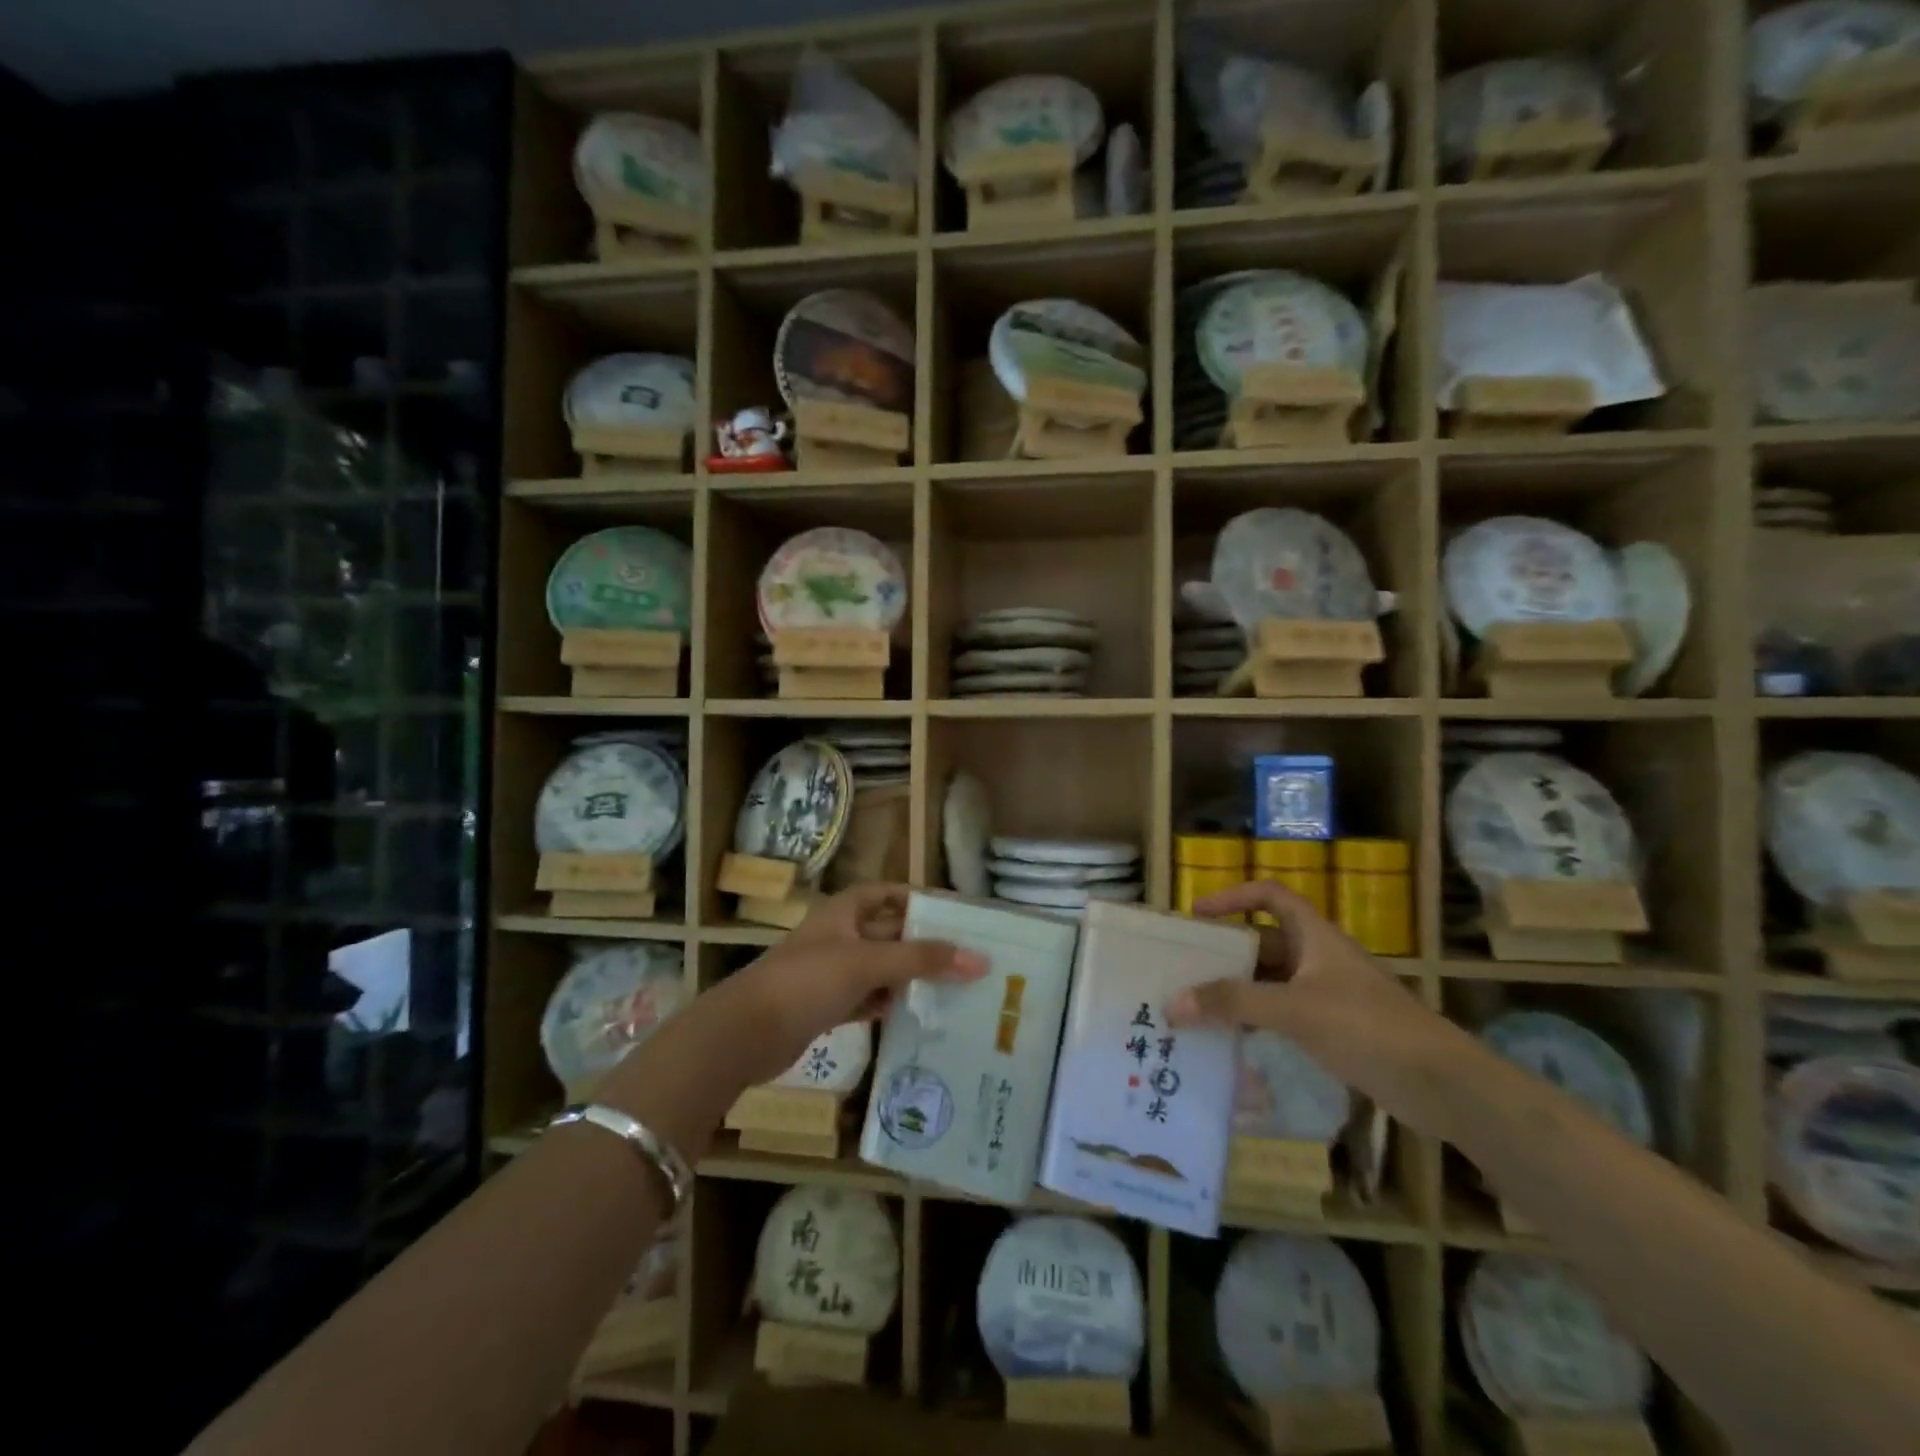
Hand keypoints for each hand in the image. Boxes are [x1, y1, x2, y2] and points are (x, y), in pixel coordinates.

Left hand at [718, 883, 985, 1087]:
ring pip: (878, 969)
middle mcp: (837, 937)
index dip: (914, 898)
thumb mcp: (868, 962)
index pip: (884, 893)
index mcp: (842, 912)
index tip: (950, 912)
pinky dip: (886, 1004)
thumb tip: (979, 959)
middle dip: (920, 943)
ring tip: (951, 987)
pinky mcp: (824, 1007)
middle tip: (964, 956)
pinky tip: (915, 1014)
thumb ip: (922, 959)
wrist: (746, 1033)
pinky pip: (865, 999)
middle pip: (886, 933)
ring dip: (907, 977)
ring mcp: (829, 973)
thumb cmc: (808, 981)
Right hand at [1164, 879, 1438, 1099]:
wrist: (1442, 1086)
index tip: (1198, 915)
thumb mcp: (1294, 1009)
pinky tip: (1232, 1040)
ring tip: (1196, 1006)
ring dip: (1238, 991)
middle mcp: (1319, 958)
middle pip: (1264, 942)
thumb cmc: (1367, 1027)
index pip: (1270, 896)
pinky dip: (1256, 1020)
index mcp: (1315, 936)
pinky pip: (1283, 1014)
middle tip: (1185, 968)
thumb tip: (1173, 1003)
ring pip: (1271, 982)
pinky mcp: (1335, 1029)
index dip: (1233, 897)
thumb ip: (1233, 1004)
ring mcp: (1328, 995)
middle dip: (1226, 954)